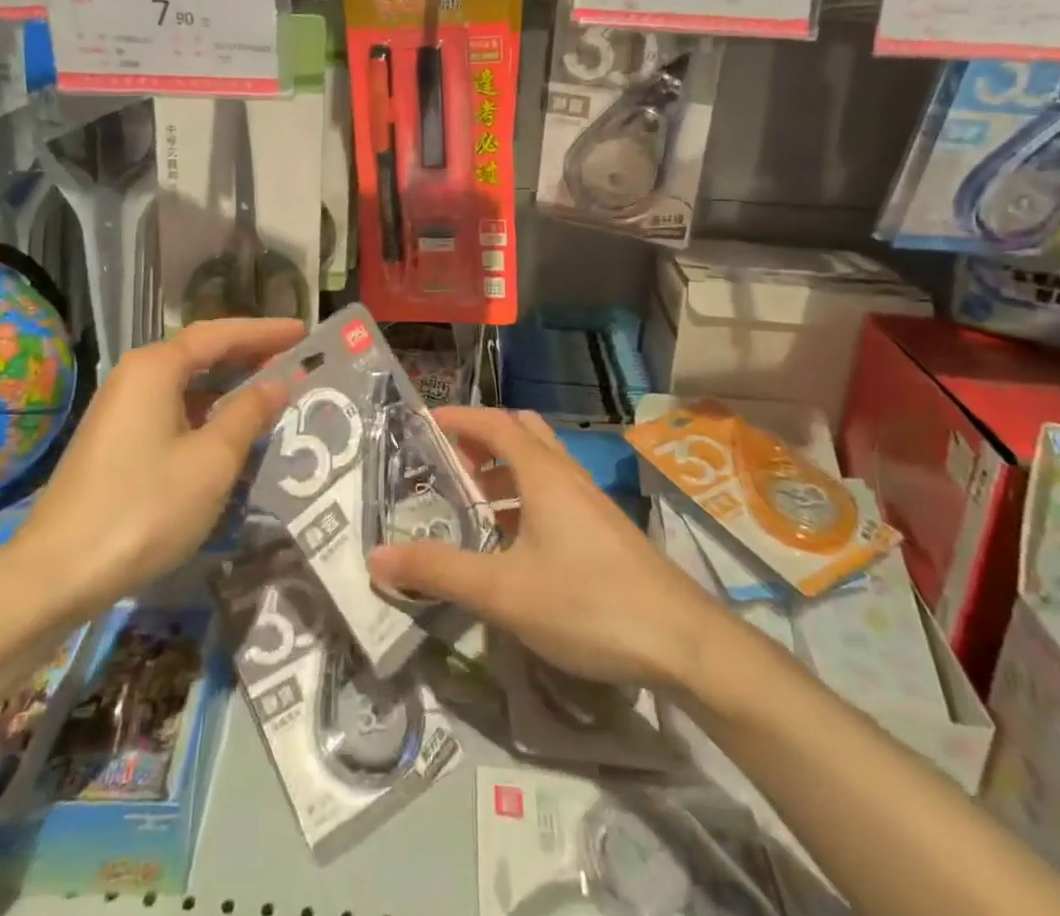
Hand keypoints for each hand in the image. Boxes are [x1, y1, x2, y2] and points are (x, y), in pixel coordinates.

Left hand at [9, 318, 303, 621]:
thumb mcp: (212, 460)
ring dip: (228, 385)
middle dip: (248, 354)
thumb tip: (277, 383)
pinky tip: (228, 433)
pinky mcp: (115, 443)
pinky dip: (206, 412)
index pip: (220, 334)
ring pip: (186, 385)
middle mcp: (134, 377)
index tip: (303, 332)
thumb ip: (248, 413)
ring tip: (270, 392)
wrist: (55, 575)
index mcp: (156, 368)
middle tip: (293, 358)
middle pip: (200, 353)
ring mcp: (120, 411)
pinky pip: (172, 410)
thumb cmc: (144, 507)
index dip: (264, 332)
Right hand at [367, 407, 719, 689]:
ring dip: (503, 472)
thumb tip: (377, 555)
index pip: (495, 423)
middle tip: (448, 461)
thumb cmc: (587, 602)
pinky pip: (554, 495)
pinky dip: (525, 500)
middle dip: (482, 439)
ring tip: (470, 503)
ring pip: (540, 466)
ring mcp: (590, 502)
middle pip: (522, 433)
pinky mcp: (604, 531)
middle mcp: (567, 476)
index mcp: (542, 473)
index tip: (425, 422)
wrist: (682, 641)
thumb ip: (440, 571)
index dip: (460, 417)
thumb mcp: (502, 591)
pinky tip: (512, 544)